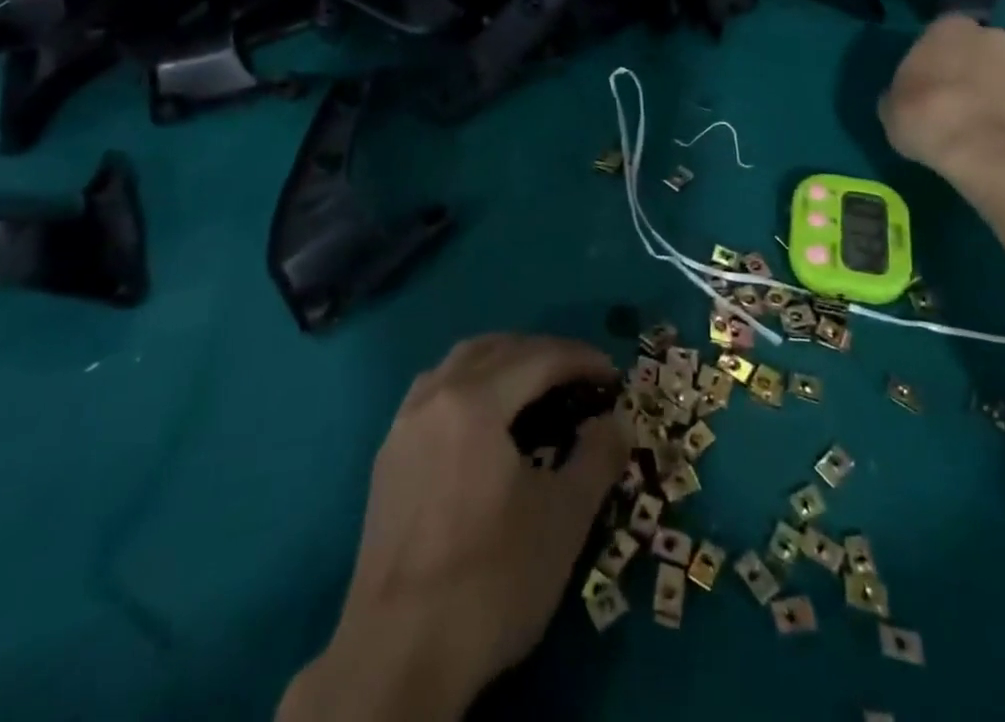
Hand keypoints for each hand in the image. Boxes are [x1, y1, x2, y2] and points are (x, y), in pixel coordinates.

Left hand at [280, 334, 628, 721]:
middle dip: (542, 353)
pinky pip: (434, 392)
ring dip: (502, 362)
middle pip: (495, 349)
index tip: (613, 376)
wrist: (398, 656)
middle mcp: (434, 395)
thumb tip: (617, 421)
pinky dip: (469, 385)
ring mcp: (403, 425)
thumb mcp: (563, 519)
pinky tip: (484, 420)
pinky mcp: (388, 457)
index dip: (581, 360)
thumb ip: (597, 458)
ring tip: (535, 387)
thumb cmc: (491, 581)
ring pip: (458, 364)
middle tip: (579, 377)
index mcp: (473, 401)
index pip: (538, 358)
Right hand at [878, 15, 1004, 181]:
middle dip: (966, 67)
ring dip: (992, 88)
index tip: (922, 81)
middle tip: (949, 99)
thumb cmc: (927, 118)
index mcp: (949, 28)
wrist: (988, 153)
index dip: (931, 57)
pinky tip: (997, 134)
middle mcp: (992, 36)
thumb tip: (905, 97)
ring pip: (1002, 71)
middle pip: (976, 48)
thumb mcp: (890, 107)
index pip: (938, 33)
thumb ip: (901, 92)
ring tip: (976, 121)